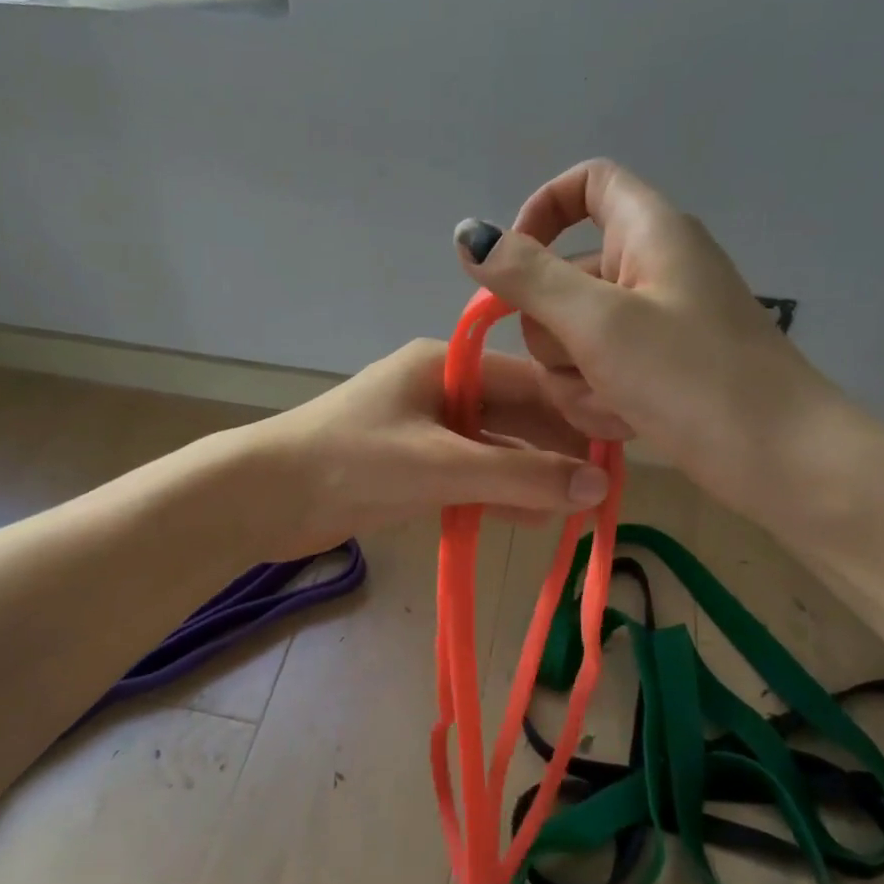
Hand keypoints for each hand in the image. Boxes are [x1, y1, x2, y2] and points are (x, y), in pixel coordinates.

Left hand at [249, 338, 607, 558]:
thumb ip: (519, 475)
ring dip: (529, 477)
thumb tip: (598, 486)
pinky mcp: (409, 465)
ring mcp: (423, 428)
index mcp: (444, 365)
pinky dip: (495, 494)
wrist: (264, 496)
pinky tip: (530, 518)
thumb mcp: (442, 465)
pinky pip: (467, 475)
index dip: (574, 414)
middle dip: (555, 449)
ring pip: (493, 449)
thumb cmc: (353, 462)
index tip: (618, 448)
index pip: (529, 382)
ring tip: (577, 508)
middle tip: (604, 485)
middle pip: (513, 416)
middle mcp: (438, 388)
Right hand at [452, 159, 846, 517]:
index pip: (586, 184)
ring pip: (574, 335)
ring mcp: (656, 323)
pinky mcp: (659, 369)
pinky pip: (600, 371)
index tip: (512, 264)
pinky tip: (627, 423)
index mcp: (648, 232)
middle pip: (564, 275)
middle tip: (582, 361)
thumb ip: (528, 276)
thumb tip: (469, 233)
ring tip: (614, 403)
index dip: (541, 212)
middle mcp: (650, 268)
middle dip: (554, 331)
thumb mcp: (598, 322)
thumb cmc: (693, 378)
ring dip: (576, 377)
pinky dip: (601, 398)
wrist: (782, 462)